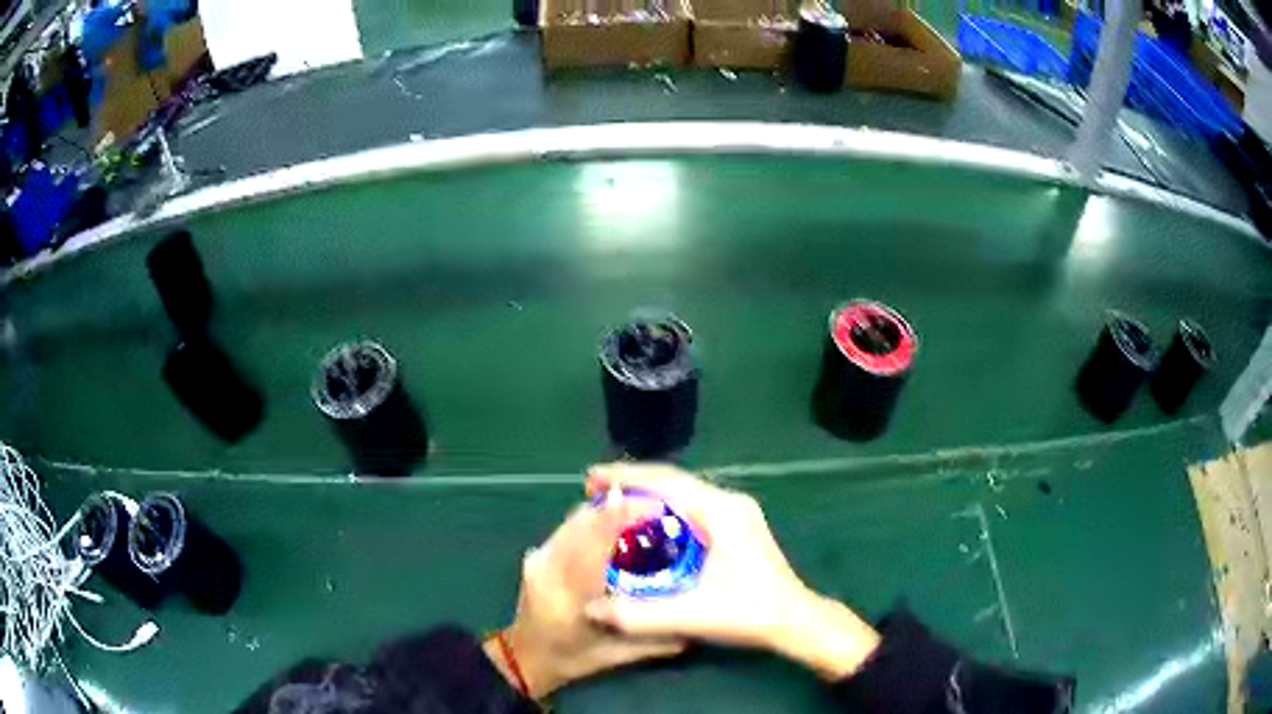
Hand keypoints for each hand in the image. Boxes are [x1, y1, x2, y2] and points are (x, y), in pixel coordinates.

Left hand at [485, 497, 684, 697]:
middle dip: (619, 505)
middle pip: (582, 523)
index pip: (592, 548)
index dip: (620, 518)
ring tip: (641, 507)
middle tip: (657, 503)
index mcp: (569, 598)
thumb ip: (656, 641)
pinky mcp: (537, 553)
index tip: (655, 505)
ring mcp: (539, 558)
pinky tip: (616, 520)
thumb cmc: (574, 658)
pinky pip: (569, 526)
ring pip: (574, 520)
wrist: (528, 656)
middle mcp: (549, 571)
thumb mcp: (619, 655)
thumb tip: (697, 624)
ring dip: (607, 508)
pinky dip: (594, 517)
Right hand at [582, 463, 880, 680]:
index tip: (591, 478)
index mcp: (722, 511)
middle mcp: (730, 502)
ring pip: (683, 492)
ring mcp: (736, 512)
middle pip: (673, 481)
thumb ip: (639, 616)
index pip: (666, 482)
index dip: (626, 477)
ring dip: (647, 494)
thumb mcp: (691, 615)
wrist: (794, 619)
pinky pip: (691, 506)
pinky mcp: (737, 525)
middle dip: (632, 483)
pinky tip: (645, 524)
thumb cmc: (749, 613)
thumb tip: (590, 609)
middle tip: (593, 489)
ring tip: (612, 502)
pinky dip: (663, 509)